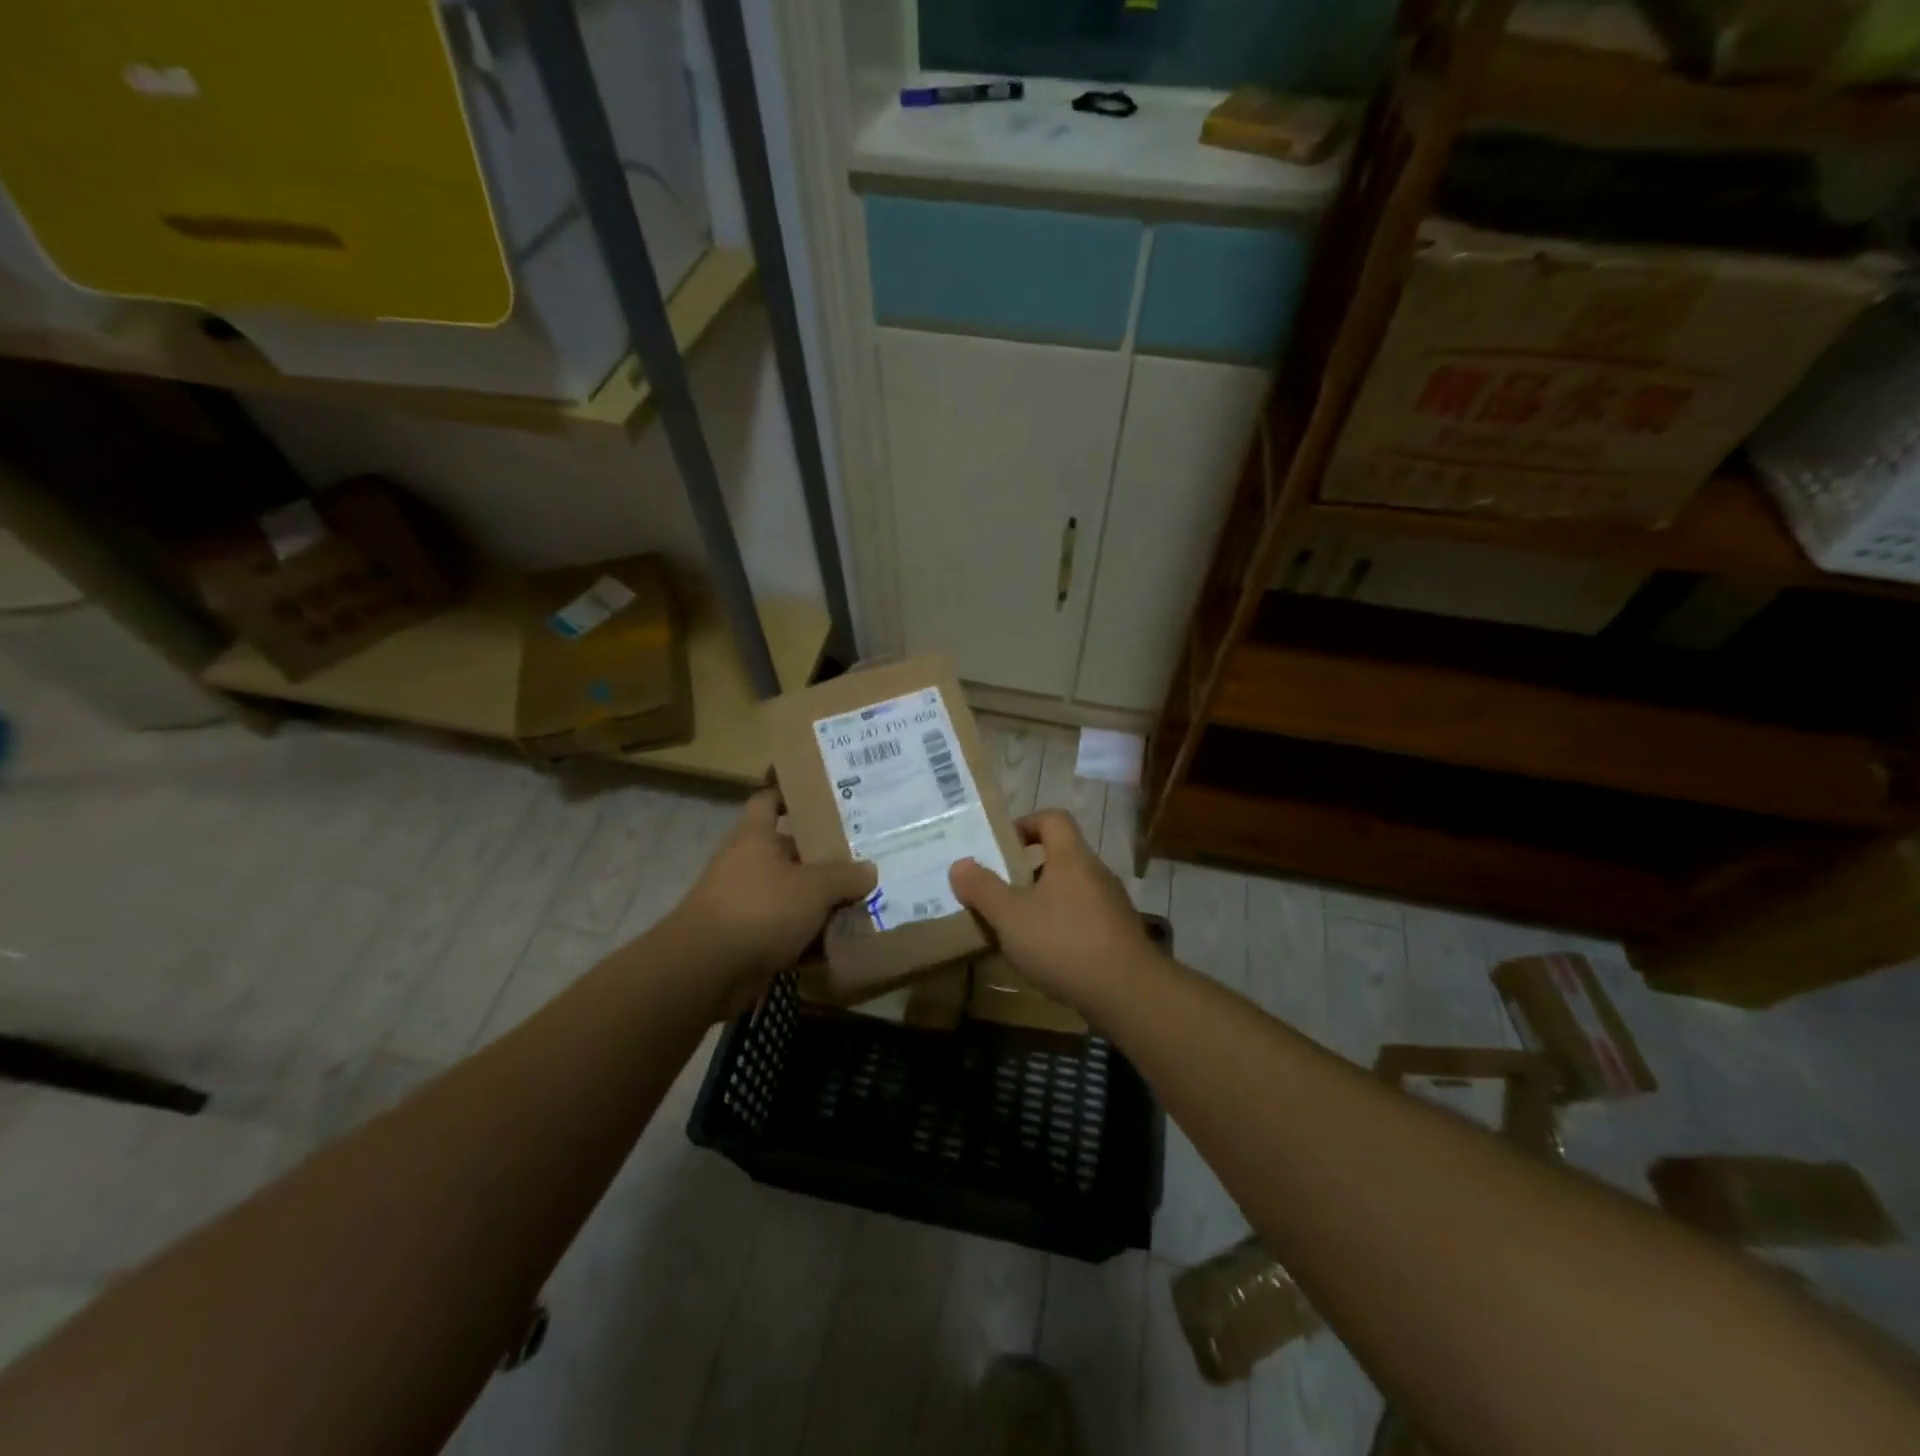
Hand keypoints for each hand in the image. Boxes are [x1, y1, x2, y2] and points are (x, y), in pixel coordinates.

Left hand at [674, 790, 876, 998]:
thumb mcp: (814, 887)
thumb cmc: (760, 908)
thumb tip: (870, 870)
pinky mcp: (748, 940)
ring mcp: (745, 904)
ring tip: (862, 899)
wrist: (706, 971)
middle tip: (862, 853)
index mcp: (755, 837)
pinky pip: (787, 931)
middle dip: (823, 855)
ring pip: (791, 894)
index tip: (821, 793)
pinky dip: (810, 937)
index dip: (791, 793)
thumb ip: (845, 876)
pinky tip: (842, 942)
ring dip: (820, 901)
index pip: (769, 800)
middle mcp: (747, 864)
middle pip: (789, 851)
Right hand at [948, 809, 1154, 1006]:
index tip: (1001, 847)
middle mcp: (1095, 872)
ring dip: (1042, 902)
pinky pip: (1082, 918)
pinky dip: (1061, 927)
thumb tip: (960, 864)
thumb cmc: (1064, 942)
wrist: (1128, 993)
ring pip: (1070, 890)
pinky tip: (1044, 956)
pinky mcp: (1117, 935)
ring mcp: (1111, 905)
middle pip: (1059, 856)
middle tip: (998, 892)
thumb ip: (982, 889)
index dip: (1025, 824)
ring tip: (1015, 928)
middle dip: (1026, 870)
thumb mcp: (1010, 916)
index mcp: (1071, 857)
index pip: (1053, 818)